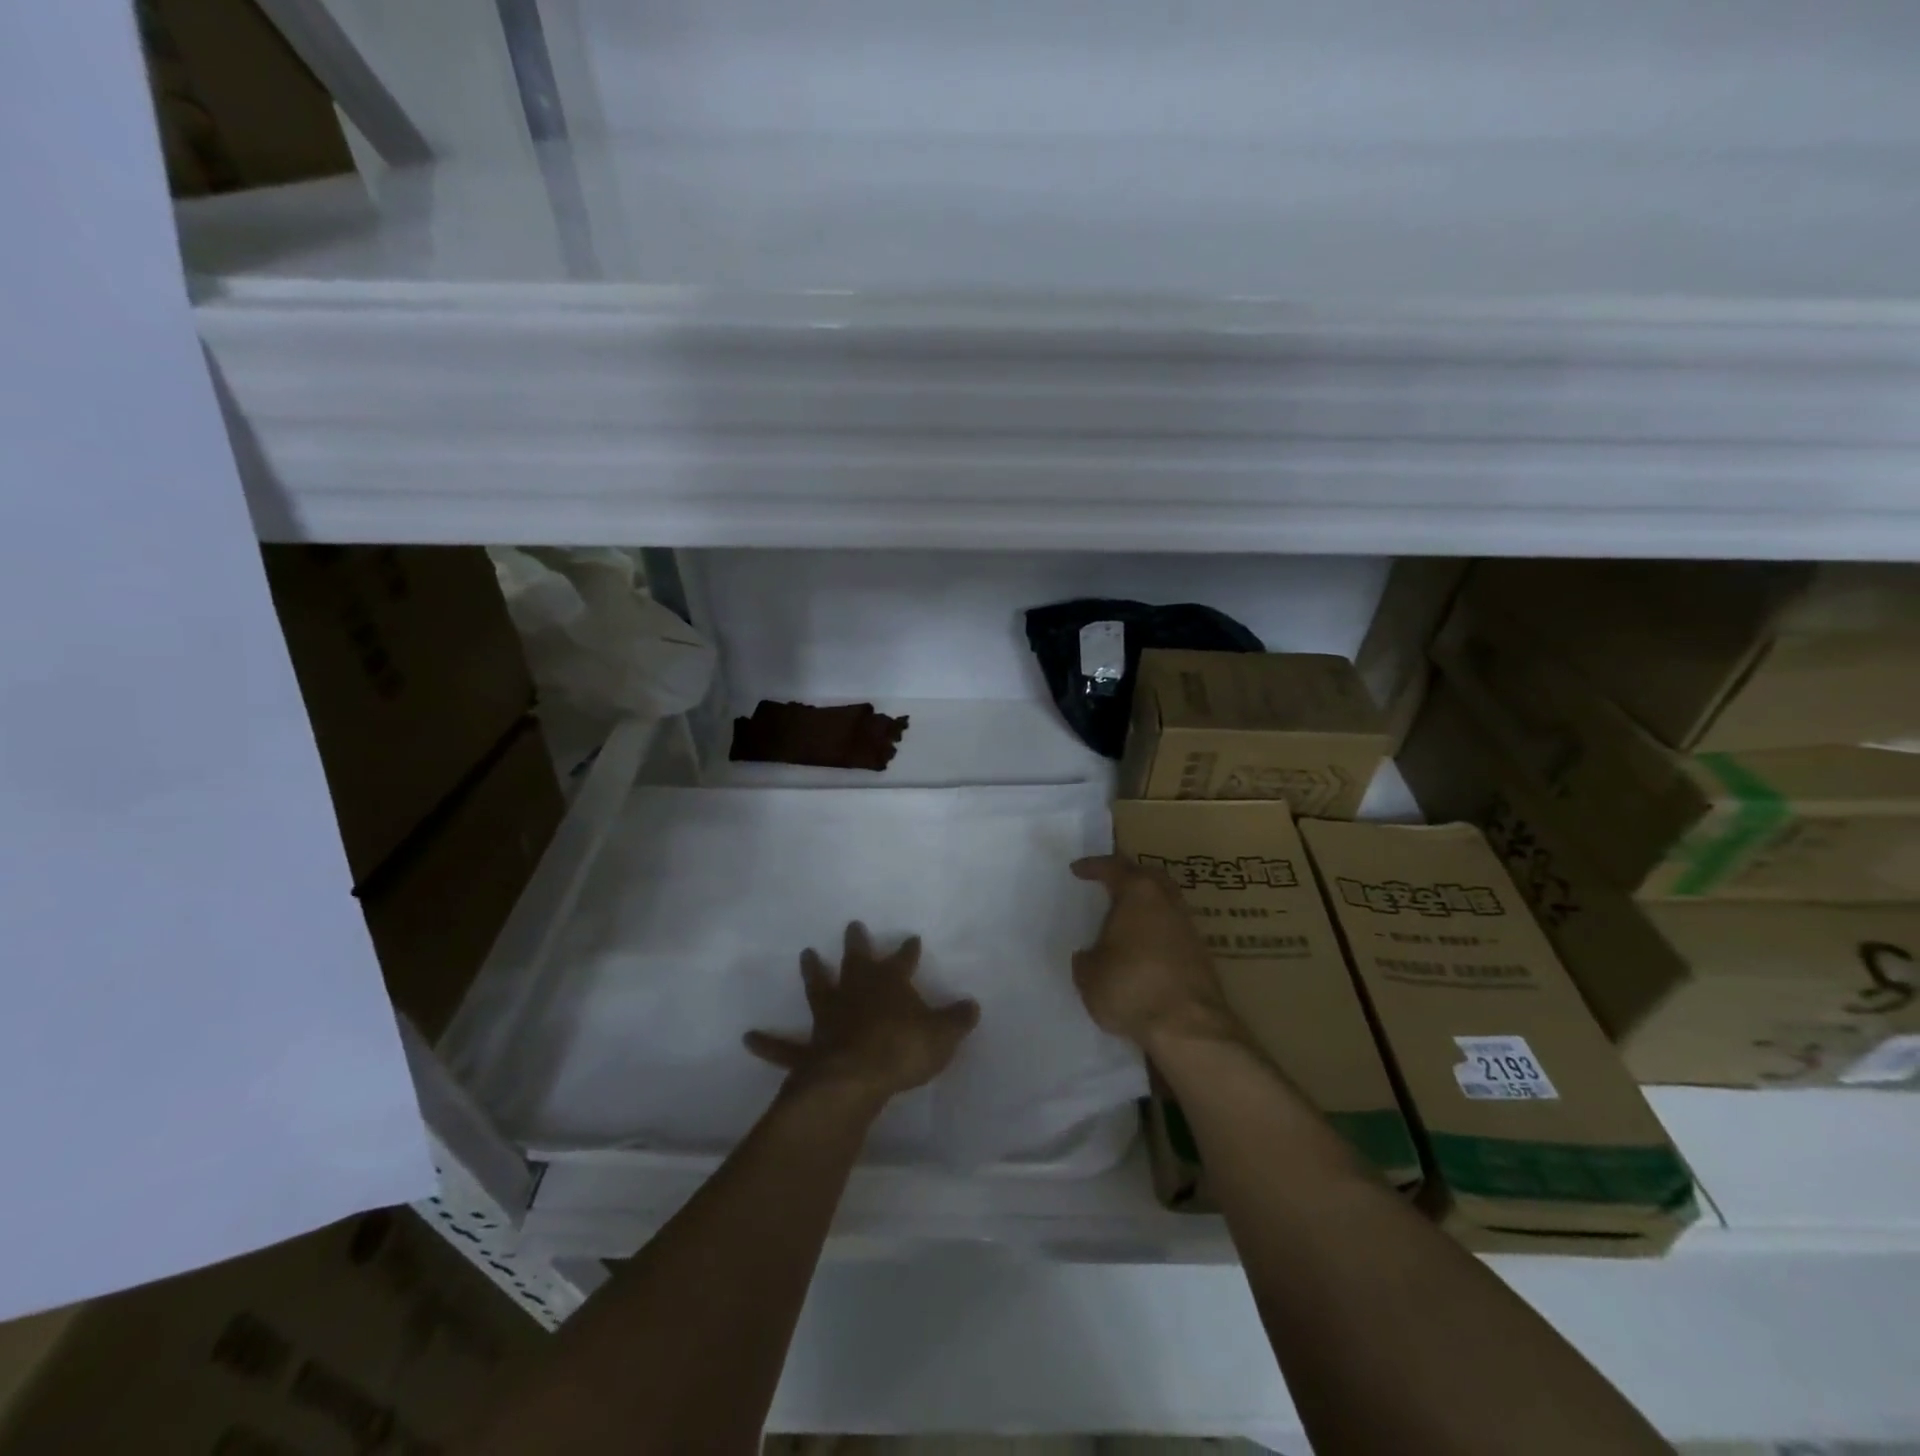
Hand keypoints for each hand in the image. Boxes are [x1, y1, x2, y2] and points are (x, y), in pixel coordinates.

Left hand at [745, 922, 979, 1105]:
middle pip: (857, 961)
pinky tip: (747, 1038)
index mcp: (889, 985)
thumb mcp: (942, 1035)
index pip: (902, 961)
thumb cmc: (903, 1050)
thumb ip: (956, 1020)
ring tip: (806, 954)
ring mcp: (829, 1018)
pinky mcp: (809, 1048)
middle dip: (857, 943)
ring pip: (819, 988)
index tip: (912, 938)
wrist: (857, 1077)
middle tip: (853, 925)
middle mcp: (856, 992)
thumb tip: (972, 1005)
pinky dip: (767, 1043)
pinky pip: (784, 1047)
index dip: (908, 951)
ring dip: (813, 972)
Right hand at [1070, 855, 1239, 1055]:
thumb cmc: (1131, 988)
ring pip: (1165, 902)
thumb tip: (1089, 956)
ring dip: (1146, 905)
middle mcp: (1167, 901)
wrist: (1188, 1028)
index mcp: (1138, 893)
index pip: (1113, 867)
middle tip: (1109, 884)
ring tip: (1125, 919)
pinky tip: (1144, 948)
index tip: (1077, 870)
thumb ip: (1087, 958)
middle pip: (1148, 876)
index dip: (1093, 867)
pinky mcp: (1202, 954)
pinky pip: (1173, 929)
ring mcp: (1189, 927)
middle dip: (1129, 876)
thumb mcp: (1089, 975)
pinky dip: (1157, 931)